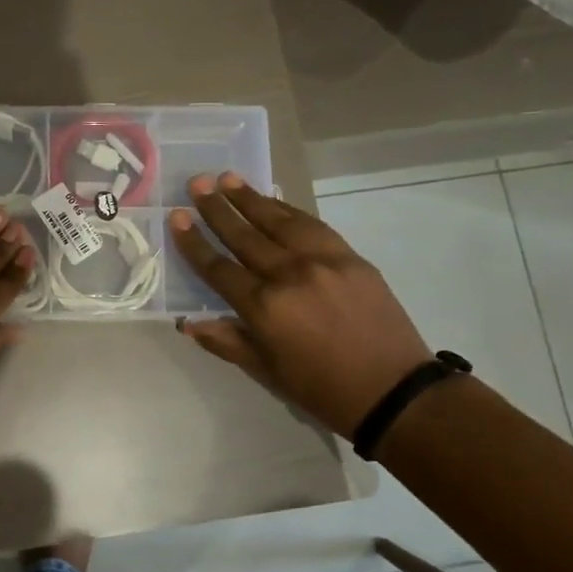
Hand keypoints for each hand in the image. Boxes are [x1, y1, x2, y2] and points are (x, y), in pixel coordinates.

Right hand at [167, 173, 431, 435]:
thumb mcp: (266, 372)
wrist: (395, 392)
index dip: (194, 243)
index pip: (218, 268)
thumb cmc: (322, 390)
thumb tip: (188, 322)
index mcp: (264, 308)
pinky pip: (313, 226)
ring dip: (251, 199)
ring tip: (228, 178)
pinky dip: (290, 210)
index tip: (177, 217)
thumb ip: (227, 341)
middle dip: (217, 209)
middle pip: (244, 236)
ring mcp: (323, 262)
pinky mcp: (351, 258)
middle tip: (197, 184)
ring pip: (279, 221)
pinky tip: (274, 200)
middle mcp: (289, 275)